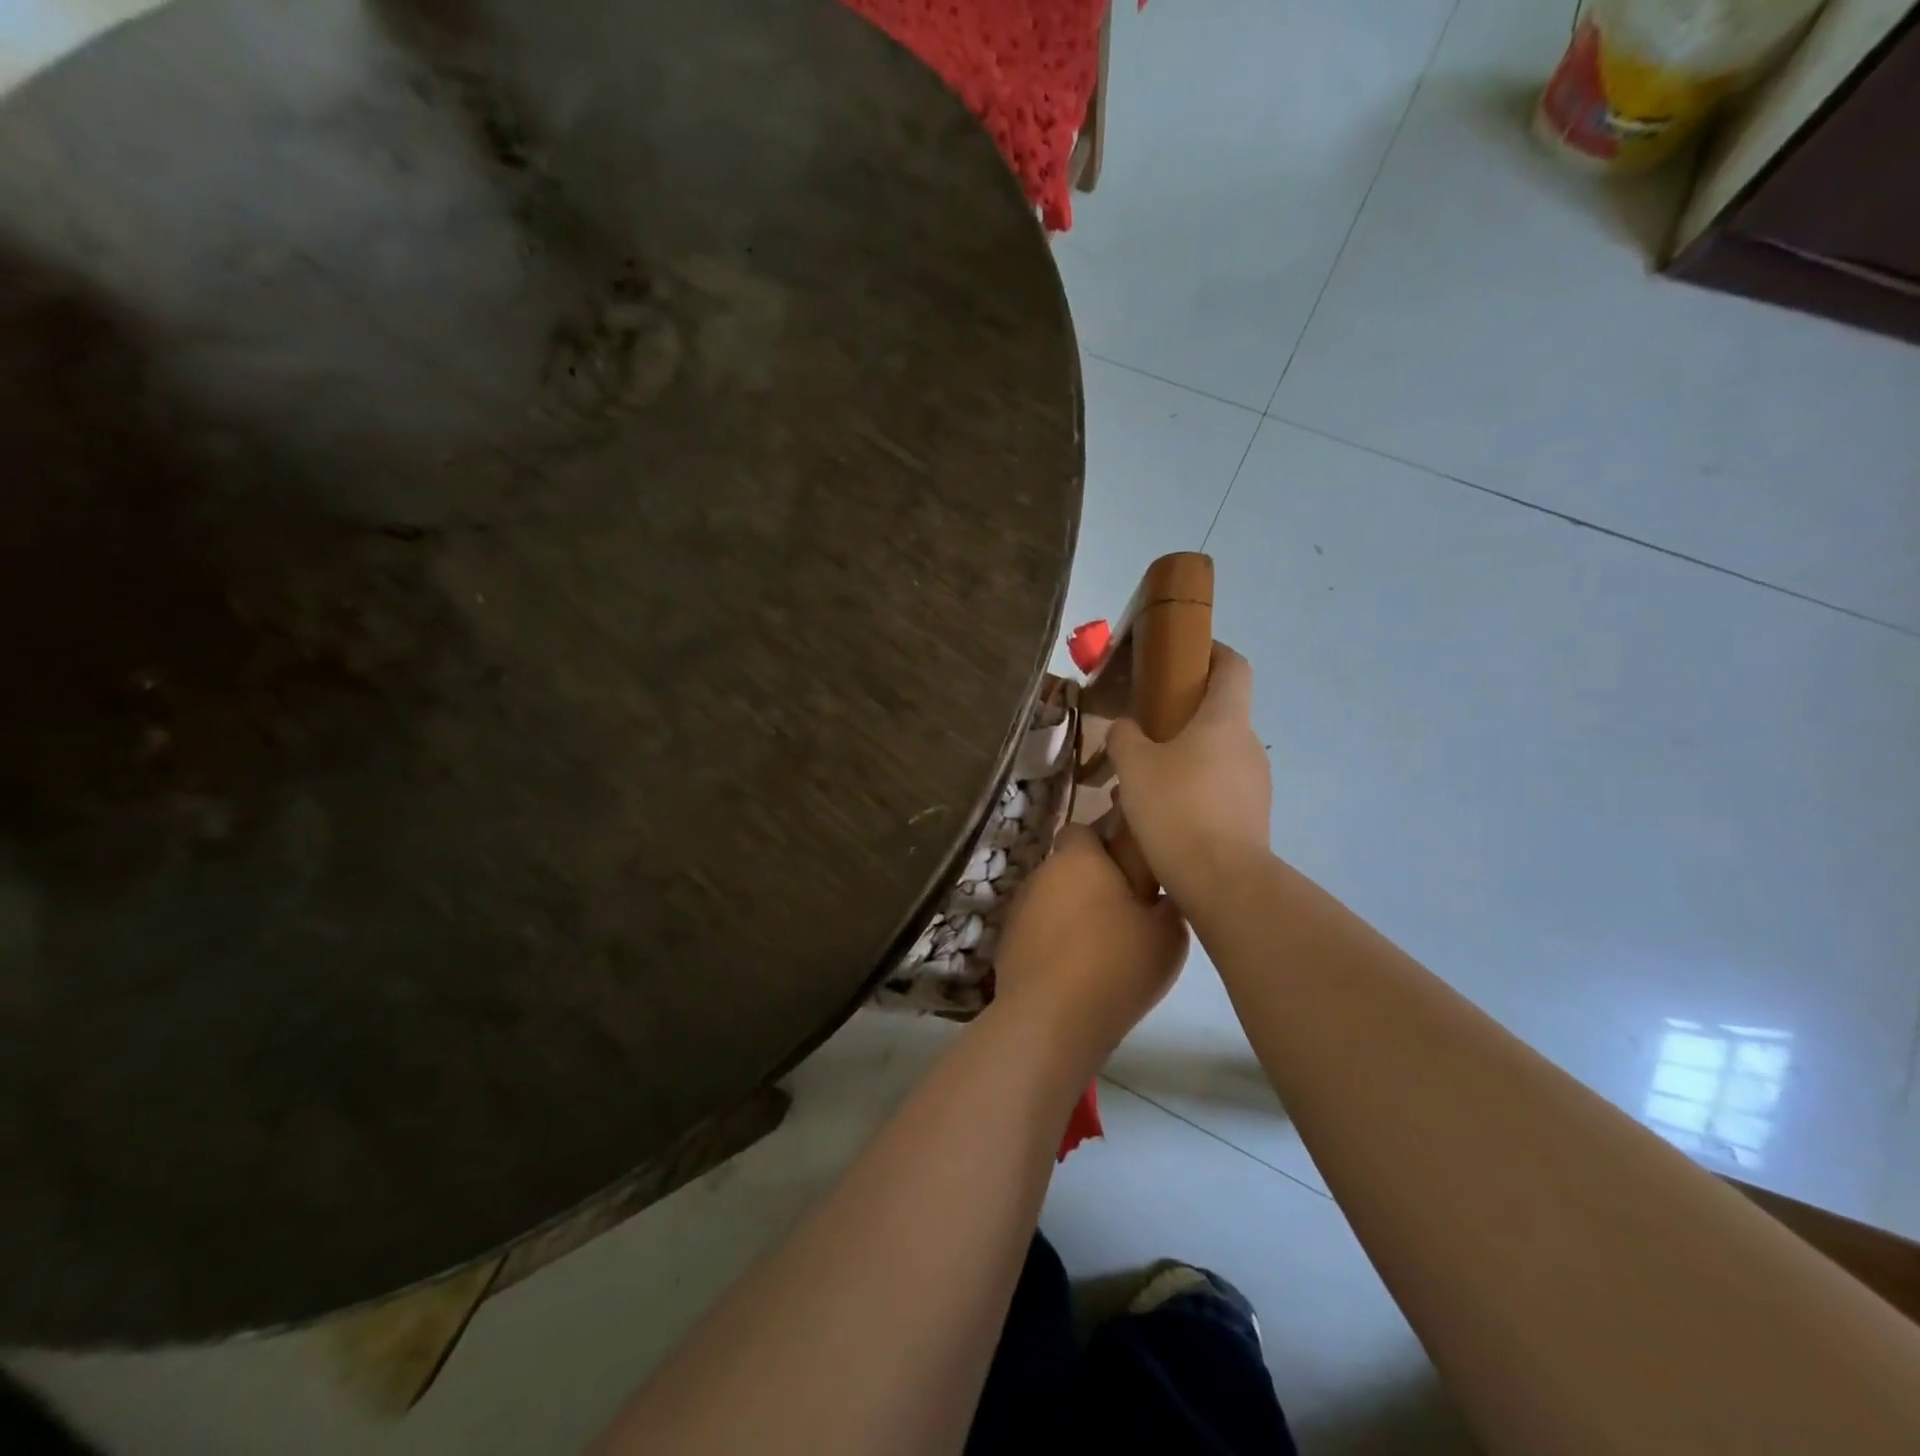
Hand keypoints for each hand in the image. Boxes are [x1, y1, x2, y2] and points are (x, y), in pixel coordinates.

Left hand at [992, 824, 1187, 1061]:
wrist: (1052, 1018)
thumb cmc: (1116, 963)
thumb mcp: (1168, 934)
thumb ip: (1166, 905)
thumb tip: (1160, 898)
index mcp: (1079, 858)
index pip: (1084, 829)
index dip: (1105, 843)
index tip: (1129, 867)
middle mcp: (1042, 873)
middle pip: (1068, 866)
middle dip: (1091, 882)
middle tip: (1124, 912)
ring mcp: (1019, 909)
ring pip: (1051, 899)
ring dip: (1071, 913)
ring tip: (1101, 949)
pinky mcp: (1006, 943)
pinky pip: (1038, 932)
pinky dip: (1054, 942)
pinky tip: (1075, 972)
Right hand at [1106, 643, 1271, 905]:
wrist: (1222, 881)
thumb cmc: (1177, 808)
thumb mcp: (1134, 767)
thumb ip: (1125, 737)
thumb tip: (1127, 728)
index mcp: (1225, 719)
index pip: (1233, 666)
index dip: (1213, 652)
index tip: (1186, 654)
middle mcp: (1248, 745)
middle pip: (1221, 713)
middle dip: (1184, 715)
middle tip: (1144, 730)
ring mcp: (1255, 783)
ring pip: (1216, 755)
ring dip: (1185, 758)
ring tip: (1145, 782)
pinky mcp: (1252, 816)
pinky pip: (1219, 789)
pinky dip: (1193, 789)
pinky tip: (1162, 814)